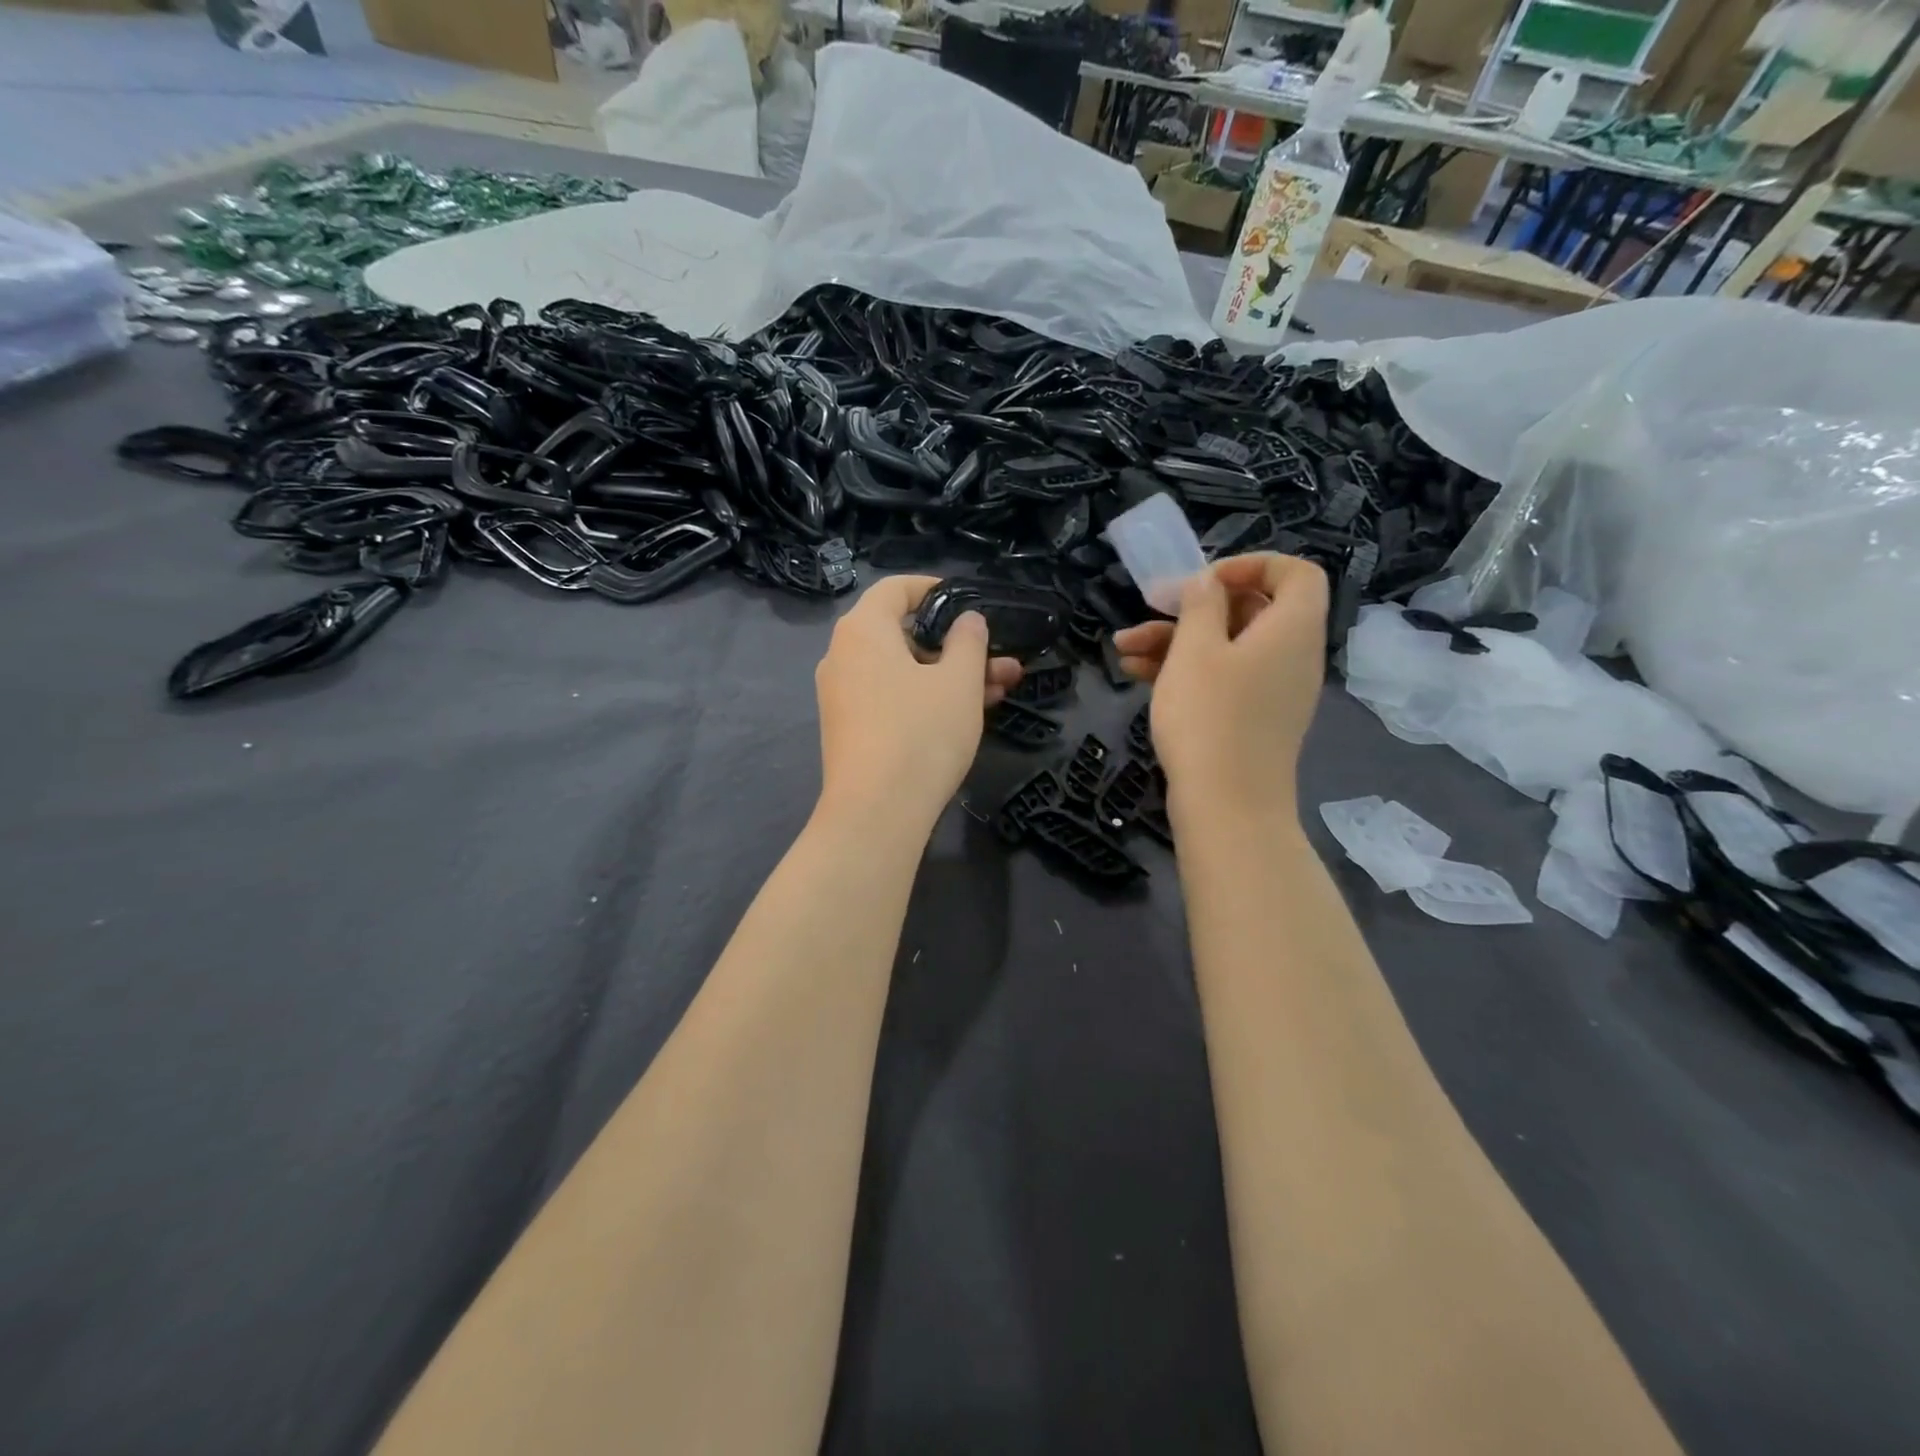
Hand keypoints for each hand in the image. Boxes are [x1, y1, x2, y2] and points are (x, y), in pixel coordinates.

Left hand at [814, 575, 1022, 832]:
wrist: (876, 813)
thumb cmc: (921, 733)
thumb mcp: (959, 682)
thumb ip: (968, 641)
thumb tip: (967, 620)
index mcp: (863, 630)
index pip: (896, 589)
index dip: (935, 589)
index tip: (969, 603)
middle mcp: (843, 656)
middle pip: (905, 635)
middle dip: (958, 647)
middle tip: (1001, 660)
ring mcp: (843, 695)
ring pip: (904, 671)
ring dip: (951, 676)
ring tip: (1002, 688)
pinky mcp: (850, 729)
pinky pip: (892, 697)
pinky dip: (926, 697)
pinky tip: (969, 713)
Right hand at [1112, 553, 1327, 823]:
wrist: (1227, 806)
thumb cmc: (1210, 718)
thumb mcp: (1196, 650)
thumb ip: (1202, 605)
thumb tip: (1209, 583)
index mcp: (1292, 629)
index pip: (1296, 573)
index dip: (1251, 565)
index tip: (1204, 581)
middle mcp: (1291, 655)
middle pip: (1251, 610)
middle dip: (1193, 608)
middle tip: (1151, 611)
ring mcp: (1273, 690)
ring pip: (1227, 646)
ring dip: (1176, 640)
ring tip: (1123, 648)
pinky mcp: (1252, 718)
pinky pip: (1224, 678)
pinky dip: (1186, 670)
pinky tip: (1136, 673)